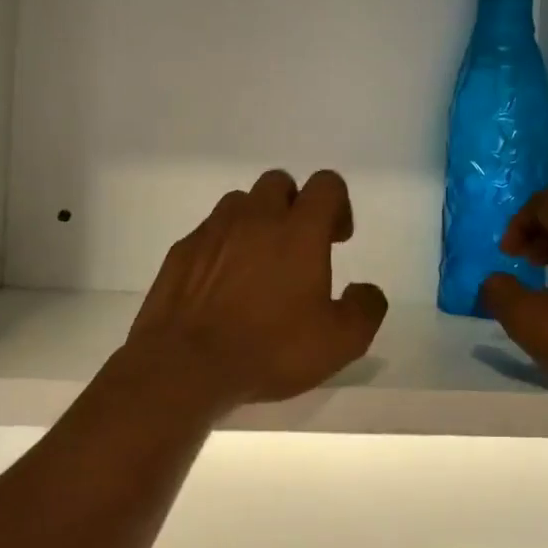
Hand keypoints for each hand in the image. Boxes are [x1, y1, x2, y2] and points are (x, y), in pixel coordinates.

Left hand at [124, 169, 388, 411]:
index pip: (326, 184)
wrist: (186, 364)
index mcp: (299, 230)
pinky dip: (222, 246)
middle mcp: (255, 217)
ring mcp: (212, 230)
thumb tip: (366, 290)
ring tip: (257, 264)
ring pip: (239, 203)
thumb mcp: (340, 342)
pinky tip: (221, 284)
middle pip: (279, 183)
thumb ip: (365, 308)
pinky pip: (208, 232)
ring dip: (255, 222)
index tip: (336, 239)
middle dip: (293, 206)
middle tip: (297, 248)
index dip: (337, 205)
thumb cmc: (270, 349)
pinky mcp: (182, 250)